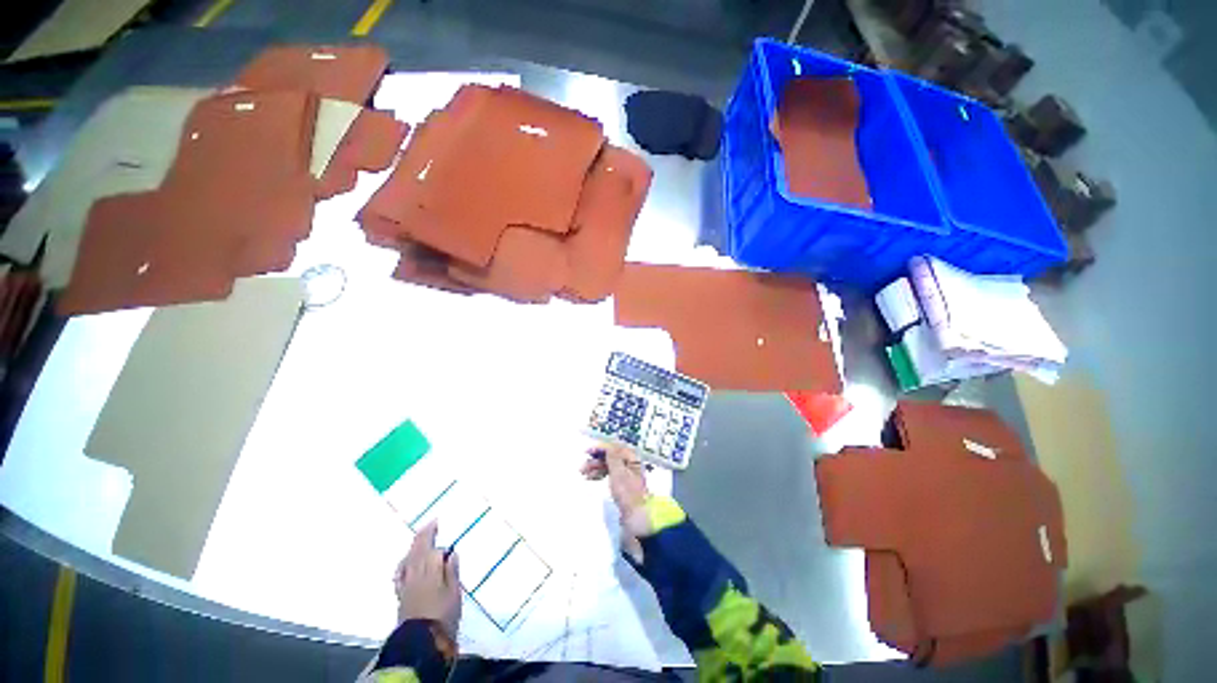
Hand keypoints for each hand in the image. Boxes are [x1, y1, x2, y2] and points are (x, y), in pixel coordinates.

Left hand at [394, 521, 460, 637]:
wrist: (421, 642)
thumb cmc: (444, 616)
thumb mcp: (454, 593)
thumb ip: (452, 571)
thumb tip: (451, 553)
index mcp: (430, 571)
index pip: (429, 547)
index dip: (432, 533)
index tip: (437, 521)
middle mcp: (415, 574)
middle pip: (416, 551)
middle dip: (422, 536)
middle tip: (430, 524)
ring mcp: (406, 585)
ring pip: (407, 560)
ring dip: (413, 547)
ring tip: (420, 539)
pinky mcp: (401, 596)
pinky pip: (400, 573)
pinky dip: (404, 563)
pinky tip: (405, 562)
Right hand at [581, 442, 652, 559]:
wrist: (636, 517)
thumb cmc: (627, 493)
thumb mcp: (618, 473)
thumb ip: (612, 457)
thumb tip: (607, 445)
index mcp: (631, 458)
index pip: (614, 448)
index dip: (601, 448)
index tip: (587, 451)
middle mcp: (629, 464)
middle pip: (610, 456)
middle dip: (596, 460)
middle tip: (582, 467)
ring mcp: (626, 474)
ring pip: (608, 465)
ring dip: (596, 467)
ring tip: (583, 473)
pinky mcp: (622, 485)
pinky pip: (609, 474)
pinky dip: (600, 474)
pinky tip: (591, 478)